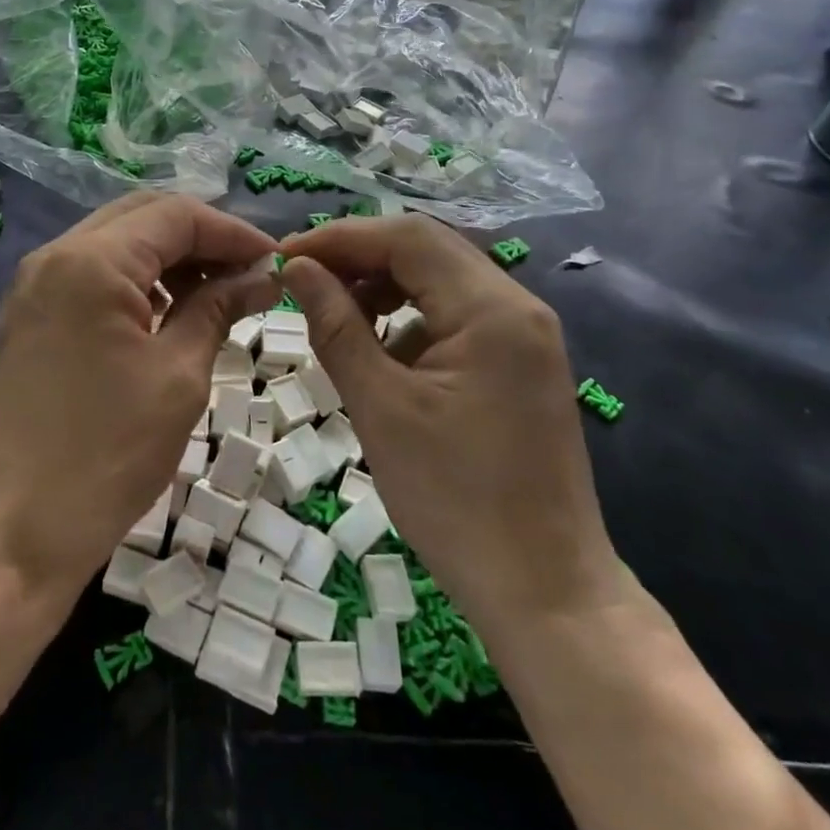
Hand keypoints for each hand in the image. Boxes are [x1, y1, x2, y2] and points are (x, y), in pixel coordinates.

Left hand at [0, 194, 282, 595]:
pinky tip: (165, 315)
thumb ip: (217, 308)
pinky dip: (134, 283)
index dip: (233, 232)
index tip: (275, 262)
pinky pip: (90, 276)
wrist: (5, 535)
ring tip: (215, 297)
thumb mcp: (177, 377)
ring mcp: (33, 286)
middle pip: (141, 217)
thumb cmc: (103, 456)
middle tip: (247, 275)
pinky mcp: (26, 317)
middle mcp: (54, 256)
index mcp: (91, 261)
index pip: (175, 215)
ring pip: (114, 244)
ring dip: (167, 259)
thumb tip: (261, 276)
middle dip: (201, 238)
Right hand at [278, 216, 622, 622]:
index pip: (408, 238)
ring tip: (333, 312)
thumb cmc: (455, 501)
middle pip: (428, 250)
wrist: (544, 592)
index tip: (286, 255)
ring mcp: (525, 335)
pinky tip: (378, 347)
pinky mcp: (520, 363)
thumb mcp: (381, 407)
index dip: (340, 237)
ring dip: (383, 285)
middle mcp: (519, 307)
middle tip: (303, 278)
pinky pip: (456, 315)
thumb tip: (298, 268)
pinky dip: (410, 317)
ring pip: (441, 280)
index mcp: (493, 310)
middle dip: (360, 257)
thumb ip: (336, 326)